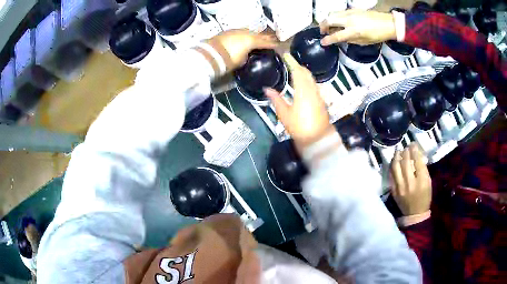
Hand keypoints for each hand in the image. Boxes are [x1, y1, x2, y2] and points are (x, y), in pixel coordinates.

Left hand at [206, 29, 277, 71]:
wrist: (210, 54)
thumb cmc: (228, 60)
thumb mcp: (241, 61)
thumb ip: (247, 56)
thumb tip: (247, 55)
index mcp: (252, 41)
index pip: (266, 43)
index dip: (273, 45)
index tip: (279, 46)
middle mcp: (246, 33)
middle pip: (259, 35)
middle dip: (266, 38)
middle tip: (272, 40)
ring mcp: (237, 31)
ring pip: (250, 32)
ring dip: (255, 35)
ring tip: (258, 38)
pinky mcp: (228, 32)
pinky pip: (241, 32)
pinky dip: (245, 35)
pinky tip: (245, 37)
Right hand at [265, 54, 334, 150]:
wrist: (317, 138)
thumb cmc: (299, 127)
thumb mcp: (284, 114)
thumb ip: (276, 99)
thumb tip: (267, 89)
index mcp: (302, 91)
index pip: (298, 72)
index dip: (292, 63)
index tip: (286, 56)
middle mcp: (312, 90)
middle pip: (306, 73)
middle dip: (298, 66)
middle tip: (290, 62)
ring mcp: (318, 95)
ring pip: (311, 79)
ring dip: (304, 73)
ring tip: (295, 71)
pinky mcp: (321, 101)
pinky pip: (314, 85)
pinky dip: (308, 80)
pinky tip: (303, 84)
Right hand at [320, 9, 396, 45]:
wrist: (387, 23)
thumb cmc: (378, 35)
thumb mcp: (364, 42)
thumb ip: (350, 40)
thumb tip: (341, 39)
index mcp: (353, 31)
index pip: (336, 36)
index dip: (328, 40)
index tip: (323, 42)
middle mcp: (349, 20)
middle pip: (329, 20)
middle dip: (323, 26)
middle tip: (323, 31)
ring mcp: (350, 13)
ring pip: (332, 14)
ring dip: (328, 20)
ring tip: (330, 26)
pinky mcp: (352, 9)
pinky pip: (339, 12)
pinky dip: (335, 17)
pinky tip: (339, 21)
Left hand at [390, 143, 431, 215]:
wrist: (414, 214)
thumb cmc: (424, 197)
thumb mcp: (428, 182)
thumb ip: (423, 169)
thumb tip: (416, 155)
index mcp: (422, 181)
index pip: (417, 161)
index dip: (415, 150)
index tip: (413, 144)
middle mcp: (410, 183)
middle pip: (406, 162)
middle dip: (406, 151)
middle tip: (406, 146)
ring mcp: (400, 187)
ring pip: (396, 167)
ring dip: (397, 156)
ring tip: (398, 151)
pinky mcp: (393, 191)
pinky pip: (391, 175)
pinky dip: (392, 166)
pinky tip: (394, 161)